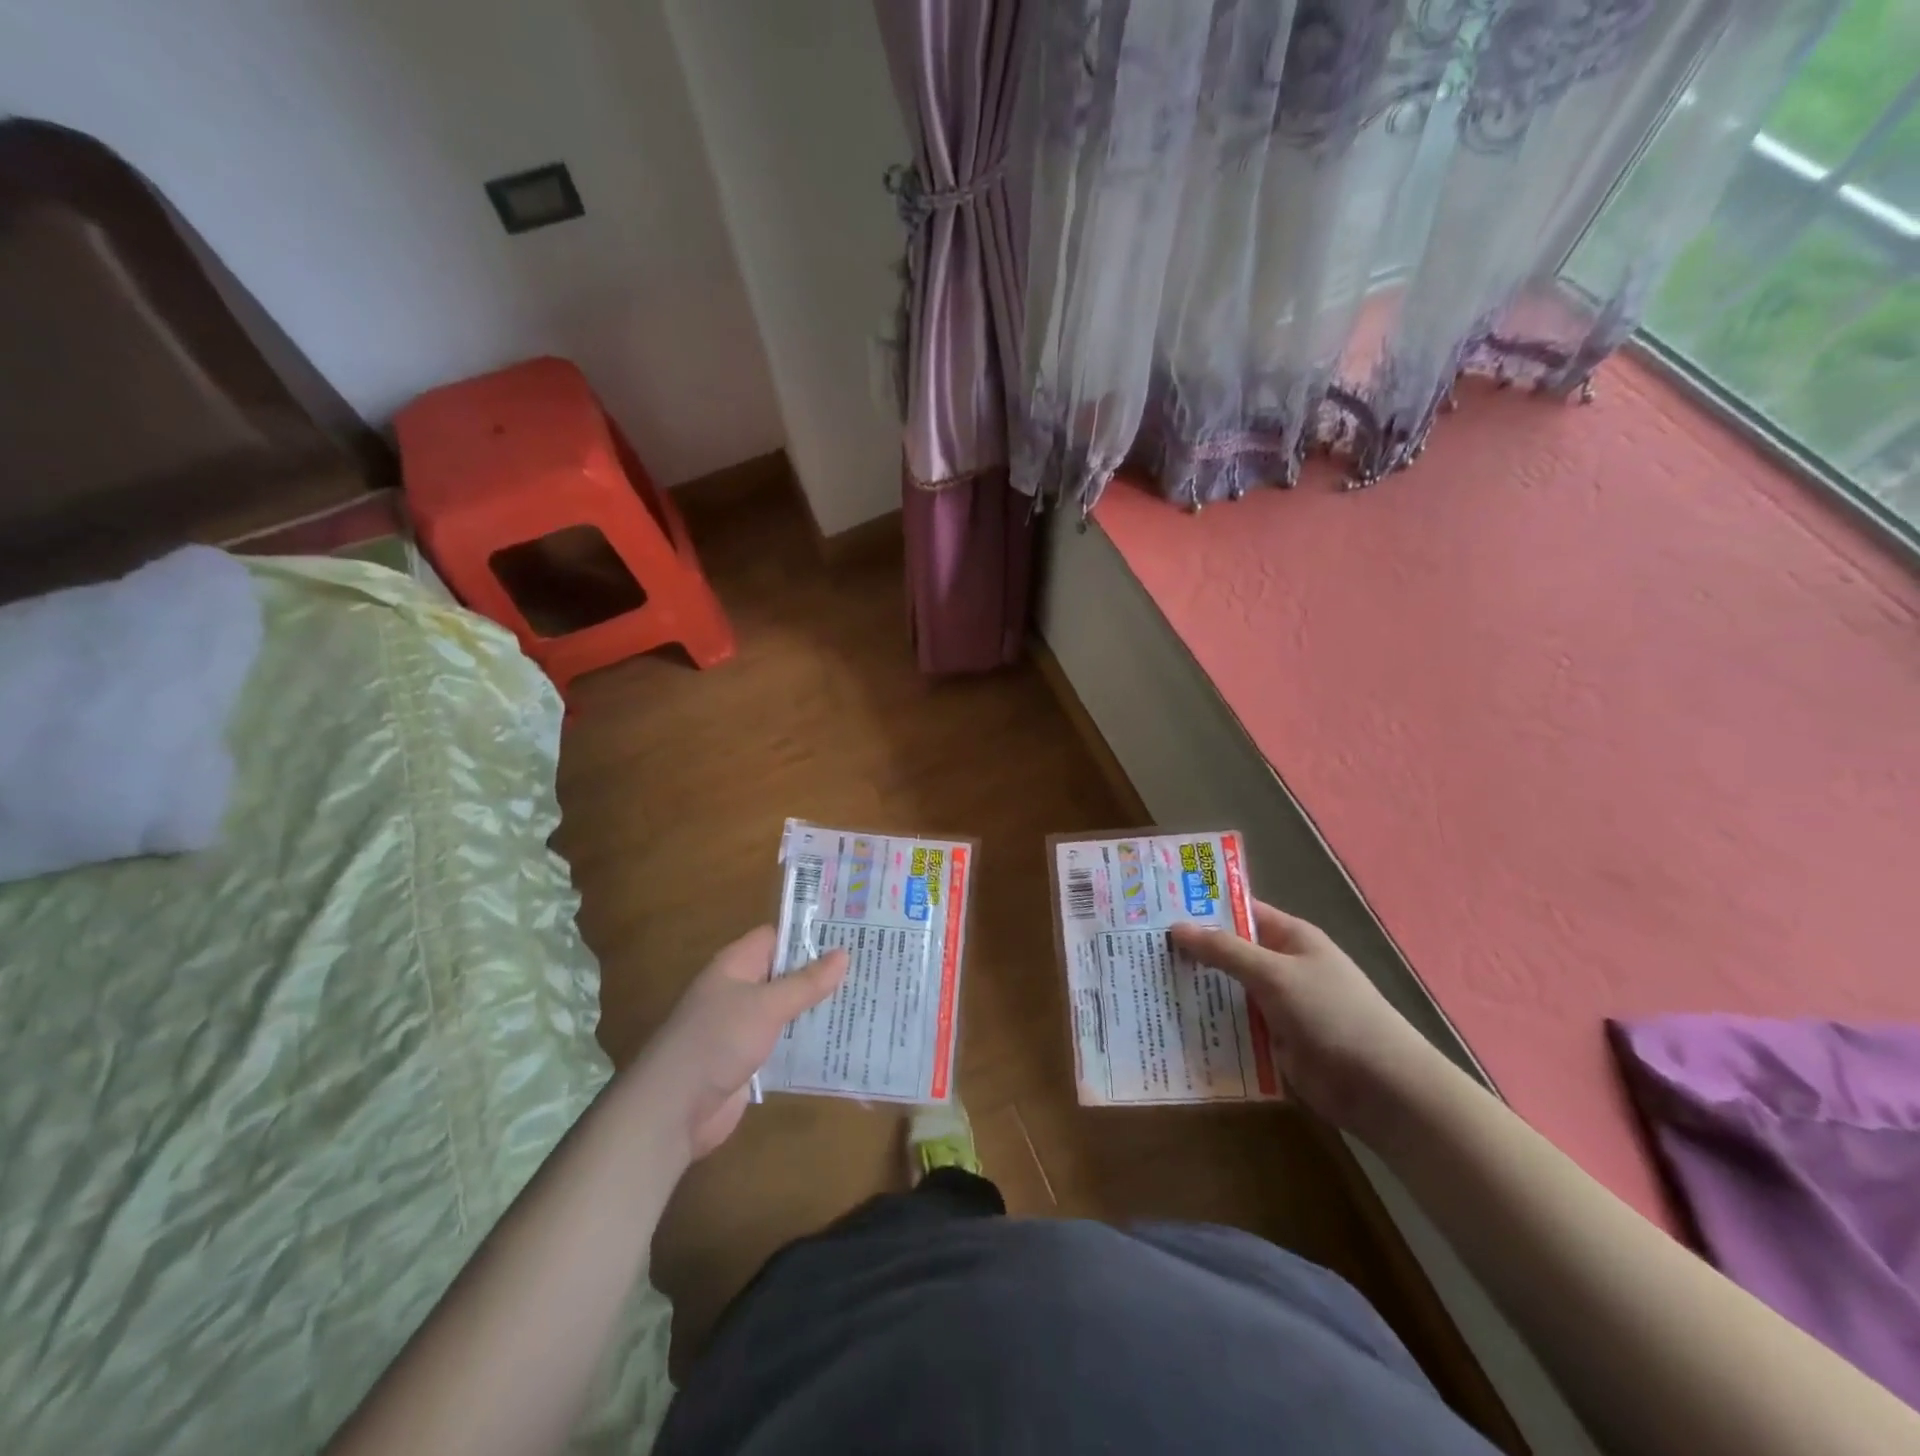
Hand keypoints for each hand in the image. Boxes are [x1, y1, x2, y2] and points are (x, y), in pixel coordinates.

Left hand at [632, 926, 847, 1160]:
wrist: (672, 1110)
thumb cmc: (717, 1041)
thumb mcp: (766, 1006)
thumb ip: (806, 982)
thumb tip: (844, 954)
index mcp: (736, 965)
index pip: (778, 937)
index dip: (811, 933)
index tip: (852, 933)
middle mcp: (740, 989)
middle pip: (786, 972)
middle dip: (822, 972)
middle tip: (870, 966)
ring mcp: (744, 1026)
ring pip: (788, 1008)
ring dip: (819, 1007)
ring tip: (866, 999)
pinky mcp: (750, 1059)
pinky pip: (785, 1041)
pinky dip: (809, 1040)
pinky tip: (843, 1039)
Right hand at [1170, 902, 1444, 1135]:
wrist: (1380, 1087)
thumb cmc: (1332, 1013)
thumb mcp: (1275, 973)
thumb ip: (1225, 950)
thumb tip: (1177, 927)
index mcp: (1291, 938)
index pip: (1241, 911)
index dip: (1203, 907)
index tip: (1158, 906)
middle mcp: (1282, 967)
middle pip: (1229, 952)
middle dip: (1191, 951)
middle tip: (1138, 946)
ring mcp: (1277, 1005)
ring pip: (1226, 990)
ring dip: (1195, 989)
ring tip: (1143, 982)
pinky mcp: (1272, 1042)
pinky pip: (1233, 1025)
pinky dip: (1208, 1023)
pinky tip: (1170, 1022)